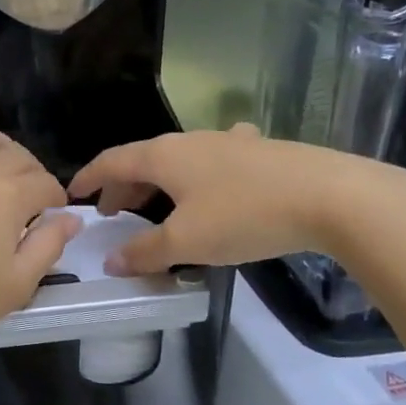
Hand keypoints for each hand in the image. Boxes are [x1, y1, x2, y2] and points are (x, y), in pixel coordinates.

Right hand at [69, 124, 397, 275]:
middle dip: (123, 187)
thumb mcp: (188, 241)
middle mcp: (189, 141)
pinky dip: (199, 176)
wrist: (331, 195)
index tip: (74, 195)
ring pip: (179, 161)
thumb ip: (145, 252)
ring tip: (156, 205)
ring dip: (159, 183)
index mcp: (163, 156)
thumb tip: (112, 262)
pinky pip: (214, 161)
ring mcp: (227, 142)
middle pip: (143, 160)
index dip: (89, 178)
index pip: (112, 160)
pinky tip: (216, 180)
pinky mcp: (258, 152)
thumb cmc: (245, 215)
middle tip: (113, 214)